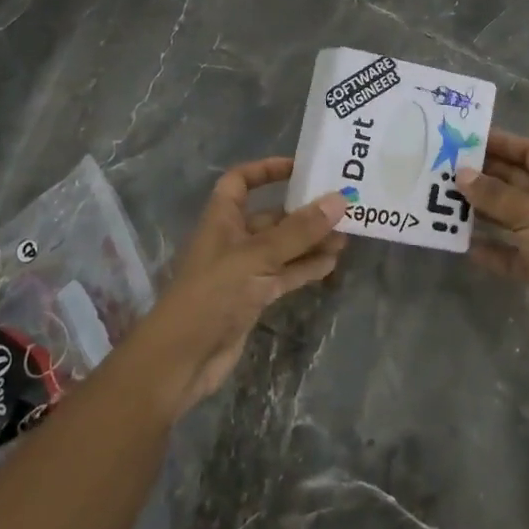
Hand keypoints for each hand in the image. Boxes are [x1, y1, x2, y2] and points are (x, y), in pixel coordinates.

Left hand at [133, 158, 346, 414]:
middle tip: (341, 208)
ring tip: (346, 238)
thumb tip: (339, 200)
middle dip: (303, 212)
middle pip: (271, 216)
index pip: (241, 181)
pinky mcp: (254, 297)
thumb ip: (299, 230)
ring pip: (283, 247)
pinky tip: (332, 263)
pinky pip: (285, 274)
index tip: (300, 169)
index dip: (266, 170)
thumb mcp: (258, 256)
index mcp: (223, 218)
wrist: (182, 359)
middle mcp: (233, 239)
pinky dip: (306, 268)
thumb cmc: (214, 293)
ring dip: (310, 241)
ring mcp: (244, 270)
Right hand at [458, 130, 528, 365]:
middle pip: (515, 182)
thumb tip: (462, 174)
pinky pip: (507, 252)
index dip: (501, 143)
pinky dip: (488, 248)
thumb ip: (494, 193)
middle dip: (484, 176)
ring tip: (445, 202)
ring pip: (508, 216)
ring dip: (480, 210)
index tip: (467, 140)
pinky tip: (462, 244)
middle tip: (445, 170)